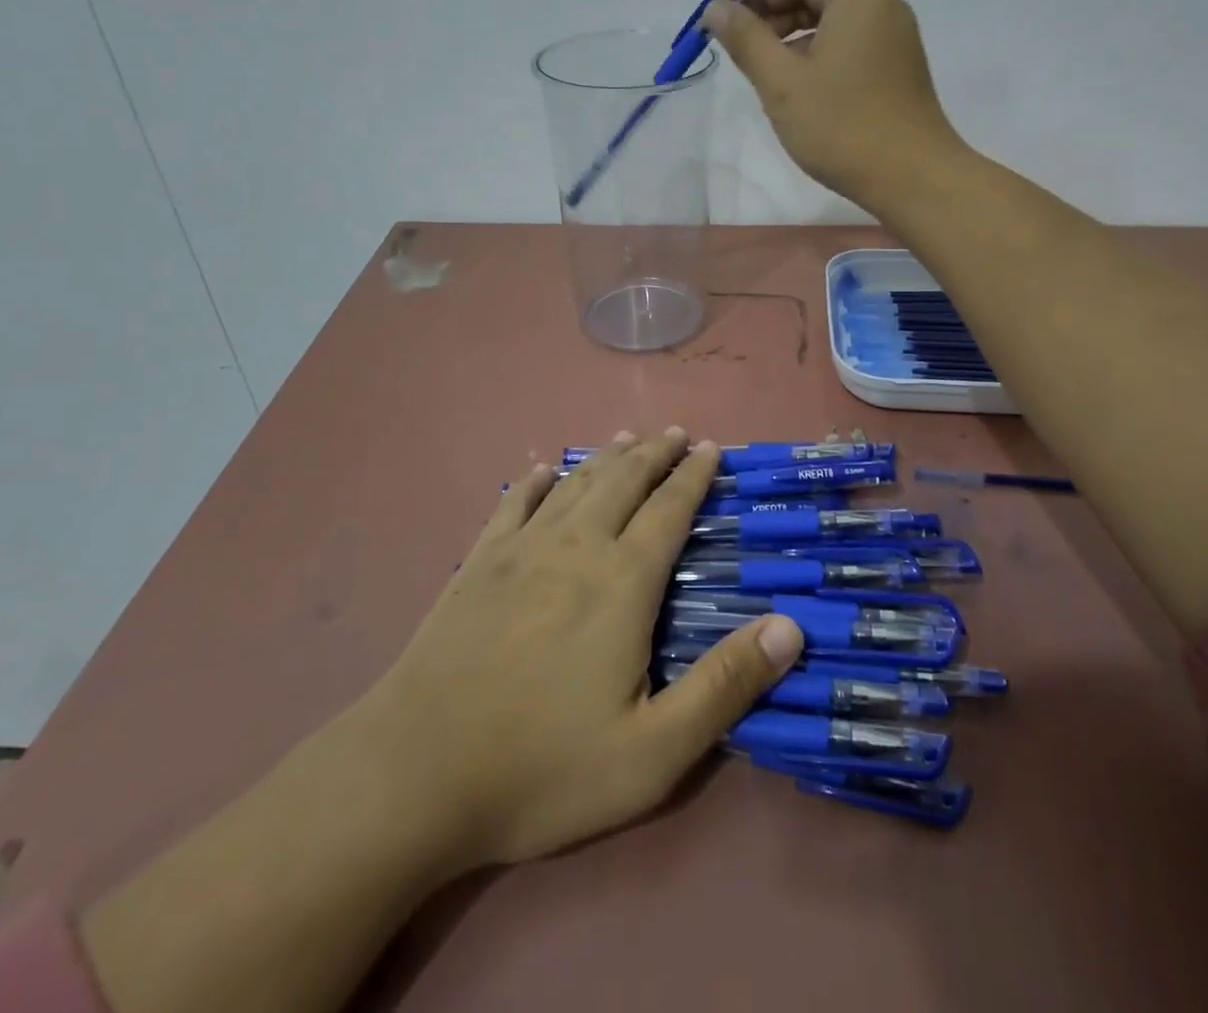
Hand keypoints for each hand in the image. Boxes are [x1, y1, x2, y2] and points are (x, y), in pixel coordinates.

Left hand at [352, 428, 802, 870]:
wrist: (415, 775)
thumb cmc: (544, 768)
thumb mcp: (654, 751)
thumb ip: (725, 685)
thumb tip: (791, 626)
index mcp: (623, 582)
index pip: (670, 510)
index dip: (694, 475)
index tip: (712, 446)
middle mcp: (576, 547)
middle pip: (624, 482)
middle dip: (655, 453)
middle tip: (676, 431)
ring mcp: (521, 551)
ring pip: (575, 483)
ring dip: (606, 457)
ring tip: (628, 437)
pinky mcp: (477, 565)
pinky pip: (514, 504)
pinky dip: (536, 481)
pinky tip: (543, 470)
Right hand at [704, 0, 963, 207]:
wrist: (914, 179)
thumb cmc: (846, 129)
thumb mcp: (784, 85)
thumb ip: (746, 40)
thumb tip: (716, 10)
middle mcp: (878, 1)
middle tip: (733, 28)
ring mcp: (886, 33)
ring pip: (828, 4)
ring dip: (785, 19)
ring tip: (752, 56)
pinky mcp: (886, 62)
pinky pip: (841, 33)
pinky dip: (807, 41)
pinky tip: (783, 75)